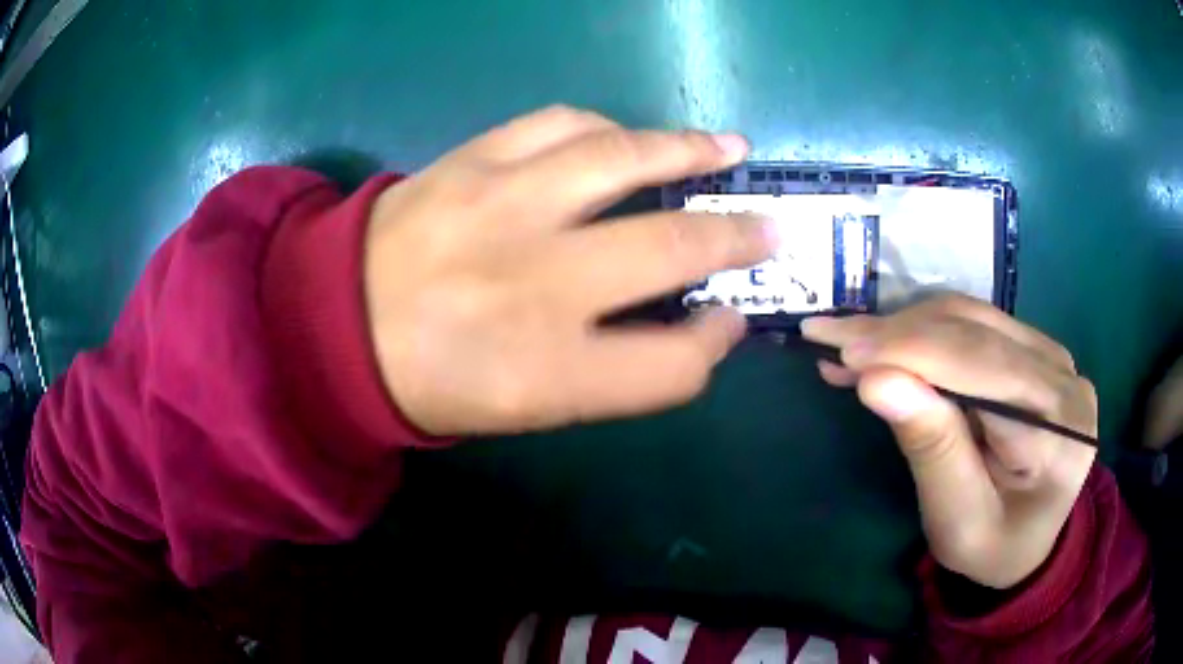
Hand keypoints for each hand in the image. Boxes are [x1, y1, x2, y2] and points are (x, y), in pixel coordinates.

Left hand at [363, 106, 776, 435]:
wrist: (332, 326)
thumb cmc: (431, 383)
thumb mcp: (526, 409)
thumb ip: (615, 373)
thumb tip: (692, 319)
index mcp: (544, 375)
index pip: (673, 366)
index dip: (714, 344)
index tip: (728, 320)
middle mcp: (533, 286)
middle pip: (672, 247)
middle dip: (738, 238)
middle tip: (771, 229)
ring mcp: (499, 208)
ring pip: (623, 158)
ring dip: (689, 150)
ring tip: (728, 149)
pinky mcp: (468, 162)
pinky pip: (558, 124)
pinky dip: (608, 128)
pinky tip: (628, 137)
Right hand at [801, 295, 1097, 588]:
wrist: (1029, 542)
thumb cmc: (993, 547)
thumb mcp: (958, 521)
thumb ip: (932, 449)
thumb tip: (877, 381)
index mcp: (1061, 428)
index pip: (984, 368)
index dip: (911, 351)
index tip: (839, 348)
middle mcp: (1064, 377)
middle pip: (976, 332)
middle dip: (898, 333)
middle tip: (828, 337)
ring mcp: (1052, 356)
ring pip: (971, 317)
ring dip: (905, 327)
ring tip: (848, 342)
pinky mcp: (1034, 350)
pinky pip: (975, 325)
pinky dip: (924, 331)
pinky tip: (886, 343)